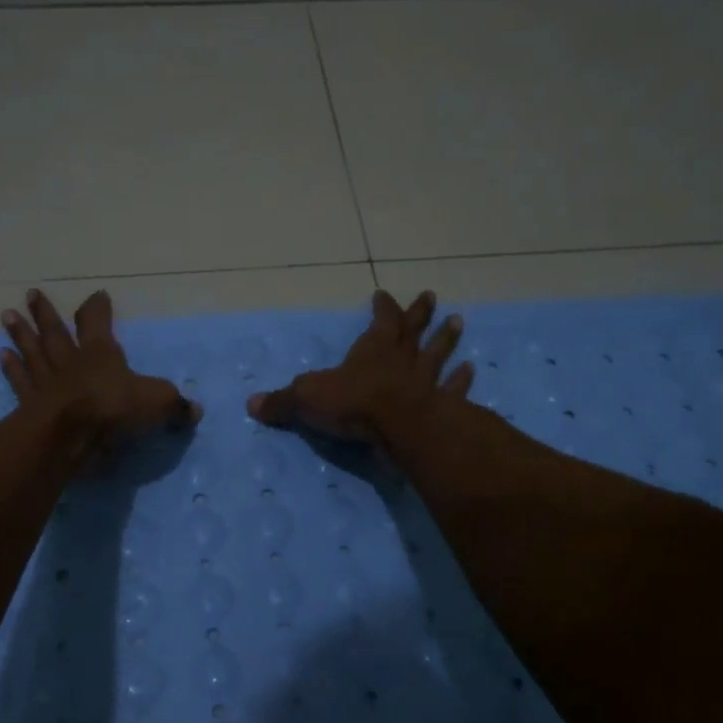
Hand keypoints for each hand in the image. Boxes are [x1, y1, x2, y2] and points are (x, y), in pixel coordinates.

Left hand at [0, 289, 200, 456]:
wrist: (71, 437)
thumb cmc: (114, 410)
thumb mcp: (157, 403)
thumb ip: (175, 405)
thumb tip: (194, 409)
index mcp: (100, 353)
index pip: (97, 323)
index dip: (97, 309)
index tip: (97, 296)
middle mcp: (70, 361)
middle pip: (55, 331)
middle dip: (46, 312)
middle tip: (32, 294)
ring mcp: (46, 382)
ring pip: (32, 351)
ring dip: (21, 333)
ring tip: (8, 315)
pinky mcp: (30, 405)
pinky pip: (19, 381)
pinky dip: (11, 368)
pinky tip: (2, 355)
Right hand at [247, 289, 472, 447]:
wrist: (400, 428)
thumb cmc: (354, 404)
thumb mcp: (307, 399)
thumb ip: (282, 403)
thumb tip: (250, 405)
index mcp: (372, 349)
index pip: (381, 320)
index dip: (383, 307)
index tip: (383, 295)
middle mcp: (402, 358)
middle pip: (414, 330)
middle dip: (420, 314)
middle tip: (432, 296)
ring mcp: (426, 380)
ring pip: (438, 353)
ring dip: (447, 339)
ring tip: (460, 322)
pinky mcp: (442, 404)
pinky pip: (453, 388)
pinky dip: (461, 380)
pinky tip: (471, 370)